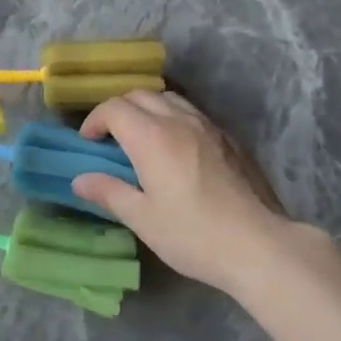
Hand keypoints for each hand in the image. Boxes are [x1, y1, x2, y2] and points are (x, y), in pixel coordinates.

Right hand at [72, 91, 299, 296]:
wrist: (260, 245)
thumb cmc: (193, 234)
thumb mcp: (143, 219)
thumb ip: (109, 192)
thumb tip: (80, 180)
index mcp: (152, 137)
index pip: (114, 108)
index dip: (95, 120)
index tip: (89, 142)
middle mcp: (179, 121)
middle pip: (141, 95)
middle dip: (119, 110)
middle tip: (110, 138)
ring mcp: (209, 127)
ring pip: (170, 99)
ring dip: (148, 109)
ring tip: (142, 138)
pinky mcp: (230, 139)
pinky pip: (193, 113)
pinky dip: (174, 118)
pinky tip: (177, 149)